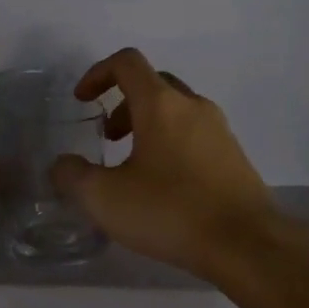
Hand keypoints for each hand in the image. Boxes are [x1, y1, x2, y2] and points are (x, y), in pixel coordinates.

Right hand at [49, 47, 280, 279]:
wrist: (246, 245)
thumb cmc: (171, 211)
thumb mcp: (105, 199)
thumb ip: (74, 176)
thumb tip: (62, 165)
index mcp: (161, 104)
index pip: (127, 62)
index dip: (98, 73)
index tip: (82, 100)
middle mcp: (193, 106)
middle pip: (153, 84)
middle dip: (123, 103)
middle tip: (108, 137)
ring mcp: (219, 130)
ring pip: (177, 110)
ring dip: (148, 125)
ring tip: (132, 166)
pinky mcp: (234, 156)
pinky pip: (195, 134)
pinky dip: (171, 143)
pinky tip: (164, 186)